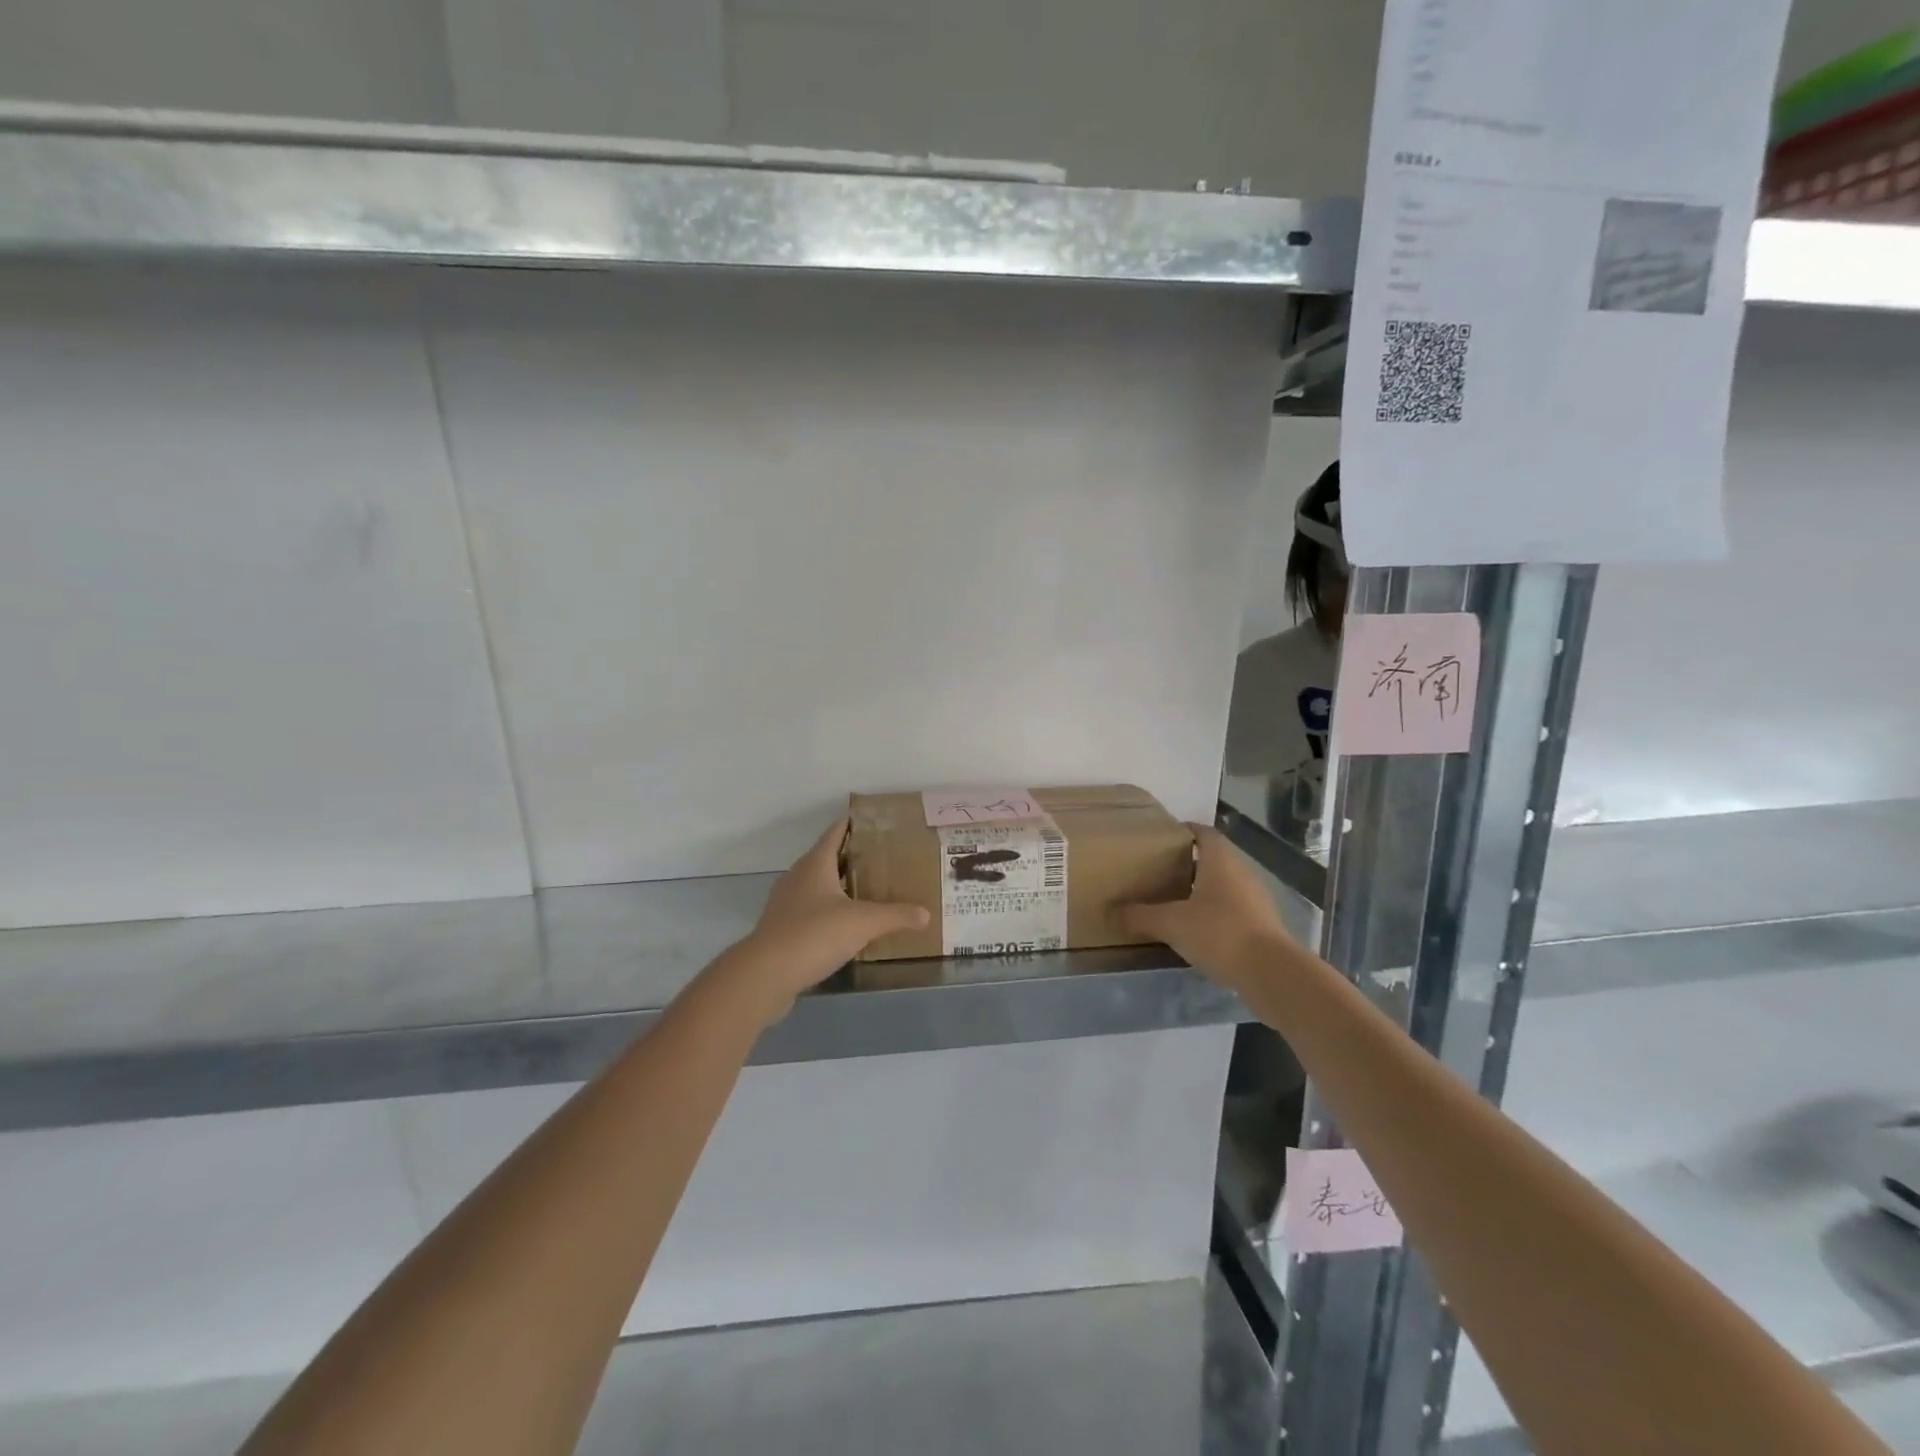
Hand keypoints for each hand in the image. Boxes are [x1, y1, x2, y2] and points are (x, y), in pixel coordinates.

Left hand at [722, 818, 928, 1023]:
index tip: (876, 821)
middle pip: (828, 858)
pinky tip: (848, 925)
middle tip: (885, 858)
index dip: (854, 824)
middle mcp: (798, 877)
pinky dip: (831, 911)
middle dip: (854, 857)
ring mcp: (787, 904)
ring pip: (819, 886)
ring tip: (871, 890)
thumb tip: (926, 913)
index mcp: (815, 864)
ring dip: (841, 886)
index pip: (836, 832)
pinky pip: (812, 911)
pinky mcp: (783, 929)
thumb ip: (896, 915)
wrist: (765, 975)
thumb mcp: (863, 923)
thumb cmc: (814, 934)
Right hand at [1118, 827, 1293, 992]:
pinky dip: (1214, 913)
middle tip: (1159, 871)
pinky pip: (1232, 909)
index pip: (1203, 832)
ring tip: (1173, 901)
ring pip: (1223, 885)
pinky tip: (1196, 930)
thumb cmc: (1219, 933)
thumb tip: (1111, 911)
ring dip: (1201, 890)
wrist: (1272, 973)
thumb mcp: (1171, 924)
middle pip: (1213, 858)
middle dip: (1187, 863)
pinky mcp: (1262, 925)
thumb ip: (1140, 916)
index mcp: (1220, 861)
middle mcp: (1241, 872)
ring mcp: (1255, 899)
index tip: (1161, 839)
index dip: (1184, 831)